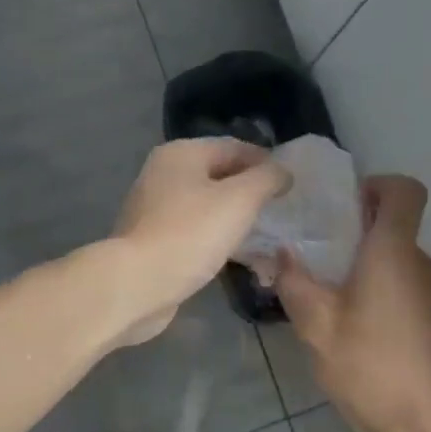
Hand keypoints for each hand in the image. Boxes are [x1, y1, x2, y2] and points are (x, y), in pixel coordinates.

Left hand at [107, 139, 289, 345]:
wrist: (138, 284)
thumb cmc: (191, 234)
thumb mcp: (240, 199)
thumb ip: (267, 179)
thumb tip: (282, 172)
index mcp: (181, 154)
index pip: (234, 147)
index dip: (266, 162)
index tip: (291, 184)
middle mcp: (163, 174)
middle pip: (218, 174)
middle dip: (250, 190)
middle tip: (279, 209)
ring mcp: (154, 209)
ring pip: (206, 205)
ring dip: (233, 216)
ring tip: (263, 233)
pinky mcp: (152, 240)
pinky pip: (193, 230)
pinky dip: (215, 237)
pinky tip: (234, 254)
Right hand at [274, 175, 430, 431]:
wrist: (429, 428)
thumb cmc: (371, 367)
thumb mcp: (317, 326)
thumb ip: (295, 283)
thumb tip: (282, 254)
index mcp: (394, 252)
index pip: (404, 191)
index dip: (376, 186)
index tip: (343, 209)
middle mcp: (421, 265)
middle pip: (394, 228)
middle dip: (355, 236)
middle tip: (315, 260)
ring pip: (398, 265)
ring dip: (365, 272)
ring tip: (328, 303)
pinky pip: (406, 293)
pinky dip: (381, 298)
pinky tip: (355, 335)